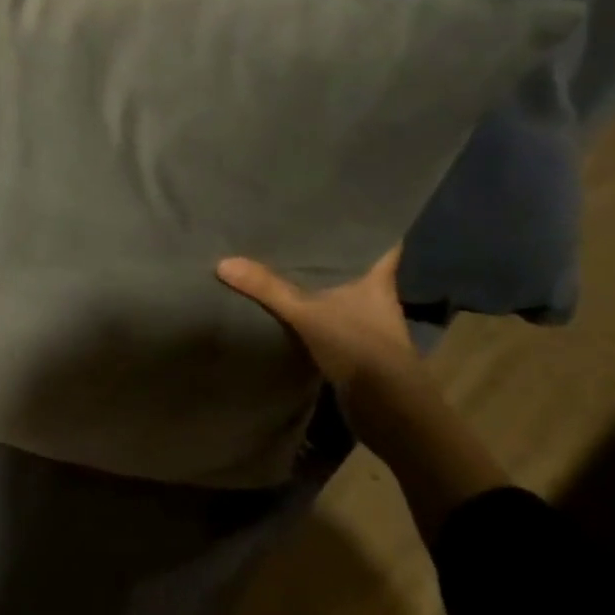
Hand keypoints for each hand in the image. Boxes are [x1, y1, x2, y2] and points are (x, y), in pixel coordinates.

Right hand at [218, 248, 505, 539]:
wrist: (390, 415)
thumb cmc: (361, 349)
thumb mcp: (309, 314)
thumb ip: (268, 288)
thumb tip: (223, 261)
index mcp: (376, 278)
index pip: (381, 239)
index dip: (368, 220)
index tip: (343, 200)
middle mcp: (373, 294)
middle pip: (352, 261)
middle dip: (328, 245)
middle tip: (293, 220)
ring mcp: (363, 321)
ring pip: (337, 288)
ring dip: (315, 277)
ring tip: (278, 252)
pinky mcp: (350, 344)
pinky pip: (324, 313)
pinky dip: (307, 305)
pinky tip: (281, 298)